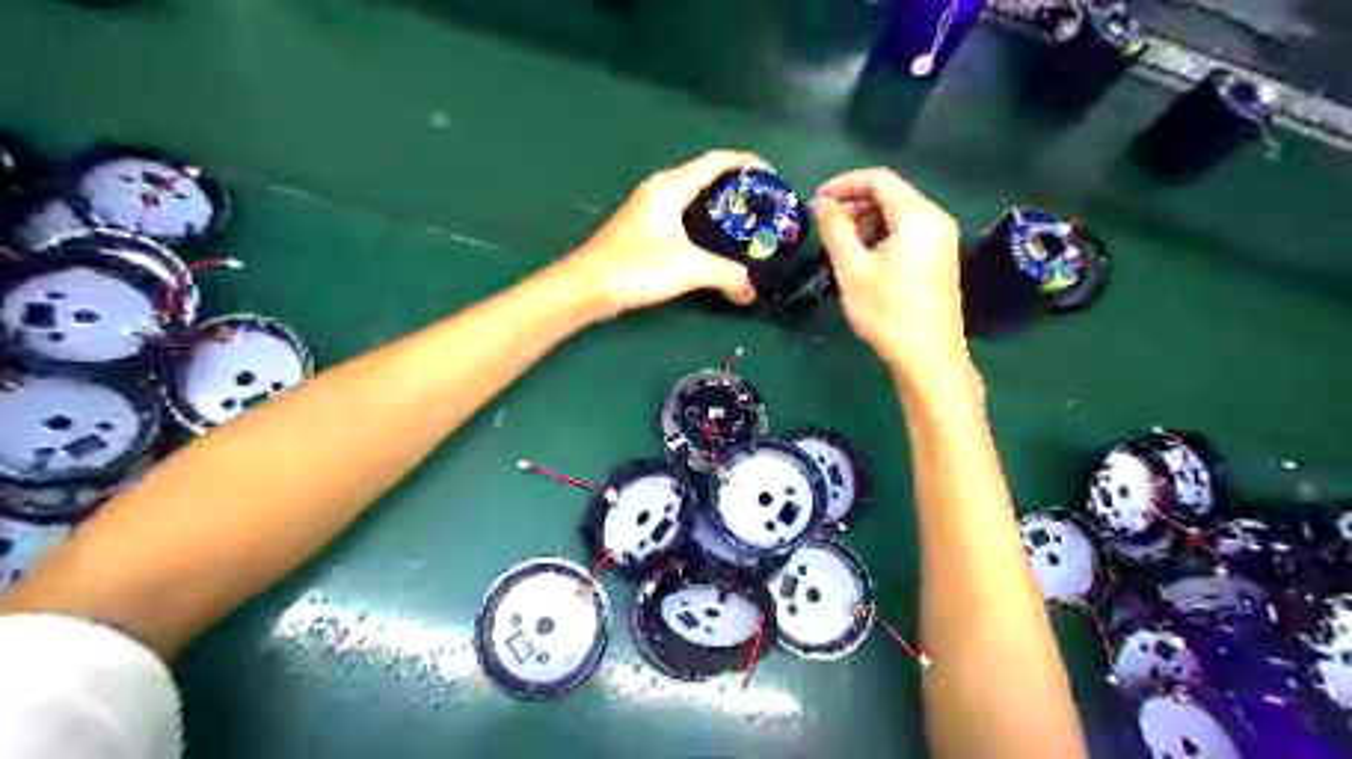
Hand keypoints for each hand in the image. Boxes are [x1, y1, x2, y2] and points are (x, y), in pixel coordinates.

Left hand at [567, 150, 759, 311]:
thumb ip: (727, 276)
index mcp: (672, 186)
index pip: (716, 161)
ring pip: (692, 195)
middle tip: (762, 206)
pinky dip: (702, 220)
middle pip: (705, 175)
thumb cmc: (638, 267)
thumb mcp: (690, 269)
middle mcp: (660, 188)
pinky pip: (681, 212)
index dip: (746, 163)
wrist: (588, 286)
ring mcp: (648, 206)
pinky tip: (712, 241)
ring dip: (718, 205)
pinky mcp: (642, 226)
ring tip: (744, 223)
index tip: (771, 176)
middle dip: (736, 186)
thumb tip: (752, 291)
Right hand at [819, 170, 967, 377]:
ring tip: (840, 246)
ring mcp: (941, 240)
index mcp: (918, 215)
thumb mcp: (852, 269)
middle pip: (891, 195)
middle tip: (825, 226)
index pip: (879, 179)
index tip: (817, 201)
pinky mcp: (939, 259)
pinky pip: (907, 234)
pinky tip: (862, 260)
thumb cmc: (887, 312)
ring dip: (866, 222)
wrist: (928, 358)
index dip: (844, 183)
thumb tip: (824, 202)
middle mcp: (935, 220)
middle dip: (855, 204)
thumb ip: (836, 229)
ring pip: (898, 216)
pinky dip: (881, 237)